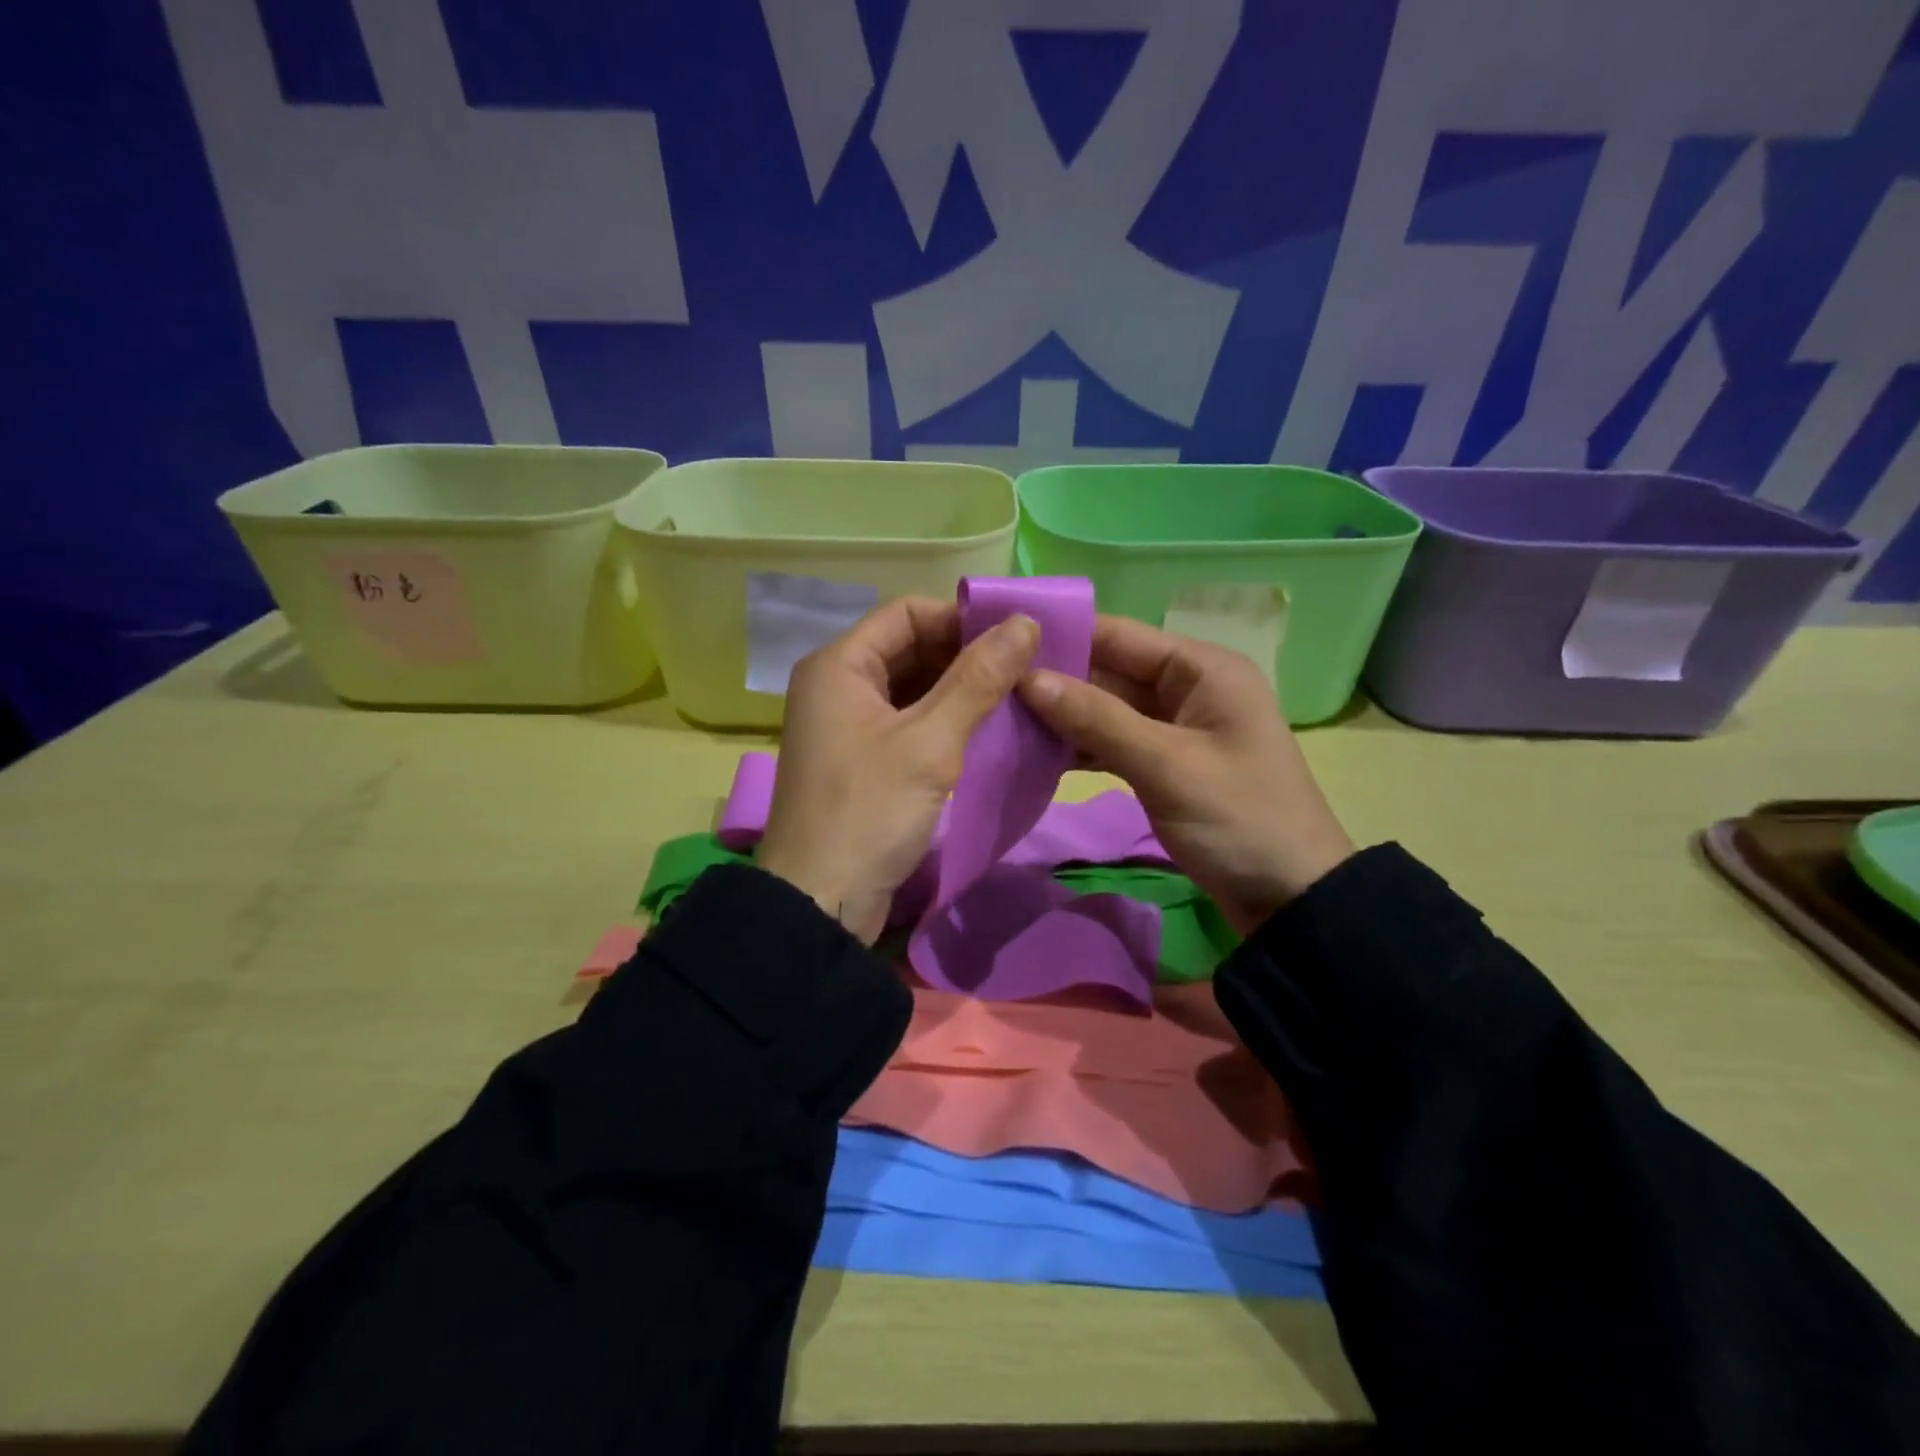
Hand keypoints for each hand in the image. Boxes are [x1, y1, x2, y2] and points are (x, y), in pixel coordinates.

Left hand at [756, 597, 1040, 943]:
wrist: (819, 903)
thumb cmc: (869, 813)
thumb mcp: (929, 743)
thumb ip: (978, 679)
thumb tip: (1026, 621)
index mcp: (838, 665)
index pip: (907, 613)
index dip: (962, 618)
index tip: (1016, 636)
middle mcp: (837, 684)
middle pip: (910, 648)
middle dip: (966, 655)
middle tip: (1028, 668)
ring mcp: (847, 724)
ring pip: (912, 687)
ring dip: (960, 690)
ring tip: (1018, 696)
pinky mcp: (861, 759)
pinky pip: (908, 722)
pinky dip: (945, 721)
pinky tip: (988, 730)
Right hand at [1020, 615, 1353, 933]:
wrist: (1291, 898)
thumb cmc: (1239, 820)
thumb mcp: (1167, 765)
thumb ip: (1097, 719)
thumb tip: (1027, 678)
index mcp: (1201, 669)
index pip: (1119, 635)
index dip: (1062, 635)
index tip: (1000, 641)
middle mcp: (1188, 686)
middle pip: (1109, 670)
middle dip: (1055, 678)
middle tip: (989, 686)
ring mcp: (1175, 727)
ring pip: (1106, 707)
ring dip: (1062, 715)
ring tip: (1000, 717)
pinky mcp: (1165, 762)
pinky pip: (1113, 741)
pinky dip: (1080, 746)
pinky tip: (1035, 752)